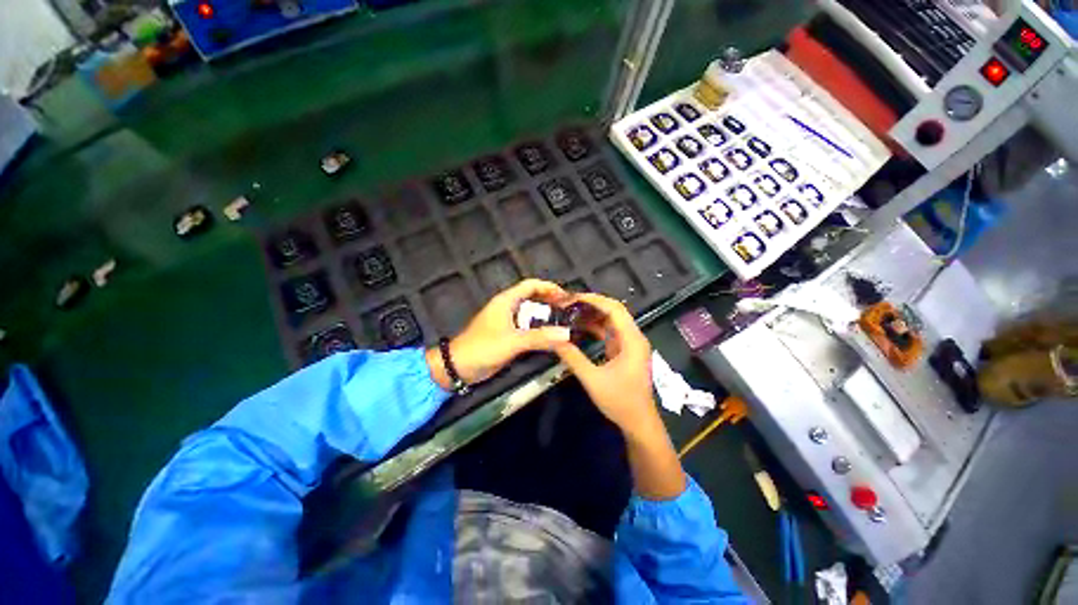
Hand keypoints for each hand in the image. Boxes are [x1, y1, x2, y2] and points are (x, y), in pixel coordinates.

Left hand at [425, 279, 572, 389]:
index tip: (566, 297)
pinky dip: (538, 328)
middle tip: (569, 311)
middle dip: (550, 302)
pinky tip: (549, 336)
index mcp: (506, 301)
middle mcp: (507, 307)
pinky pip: (526, 327)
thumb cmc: (483, 348)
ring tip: (564, 323)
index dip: (549, 287)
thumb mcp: (512, 342)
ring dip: (545, 316)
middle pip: (532, 297)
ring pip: (530, 313)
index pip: (531, 285)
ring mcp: (506, 321)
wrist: (458, 367)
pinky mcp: (506, 334)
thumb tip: (567, 334)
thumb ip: (539, 337)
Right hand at [552, 293, 658, 435]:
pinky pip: (610, 333)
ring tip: (571, 312)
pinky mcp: (625, 352)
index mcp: (632, 340)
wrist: (639, 423)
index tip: (572, 298)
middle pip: (614, 311)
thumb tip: (553, 339)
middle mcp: (634, 337)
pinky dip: (595, 328)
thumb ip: (573, 357)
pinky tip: (579, 327)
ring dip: (593, 315)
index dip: (594, 300)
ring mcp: (630, 344)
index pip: (615, 309)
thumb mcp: (592, 379)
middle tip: (569, 303)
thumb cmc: (620, 401)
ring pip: (612, 321)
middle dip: (592, 305)